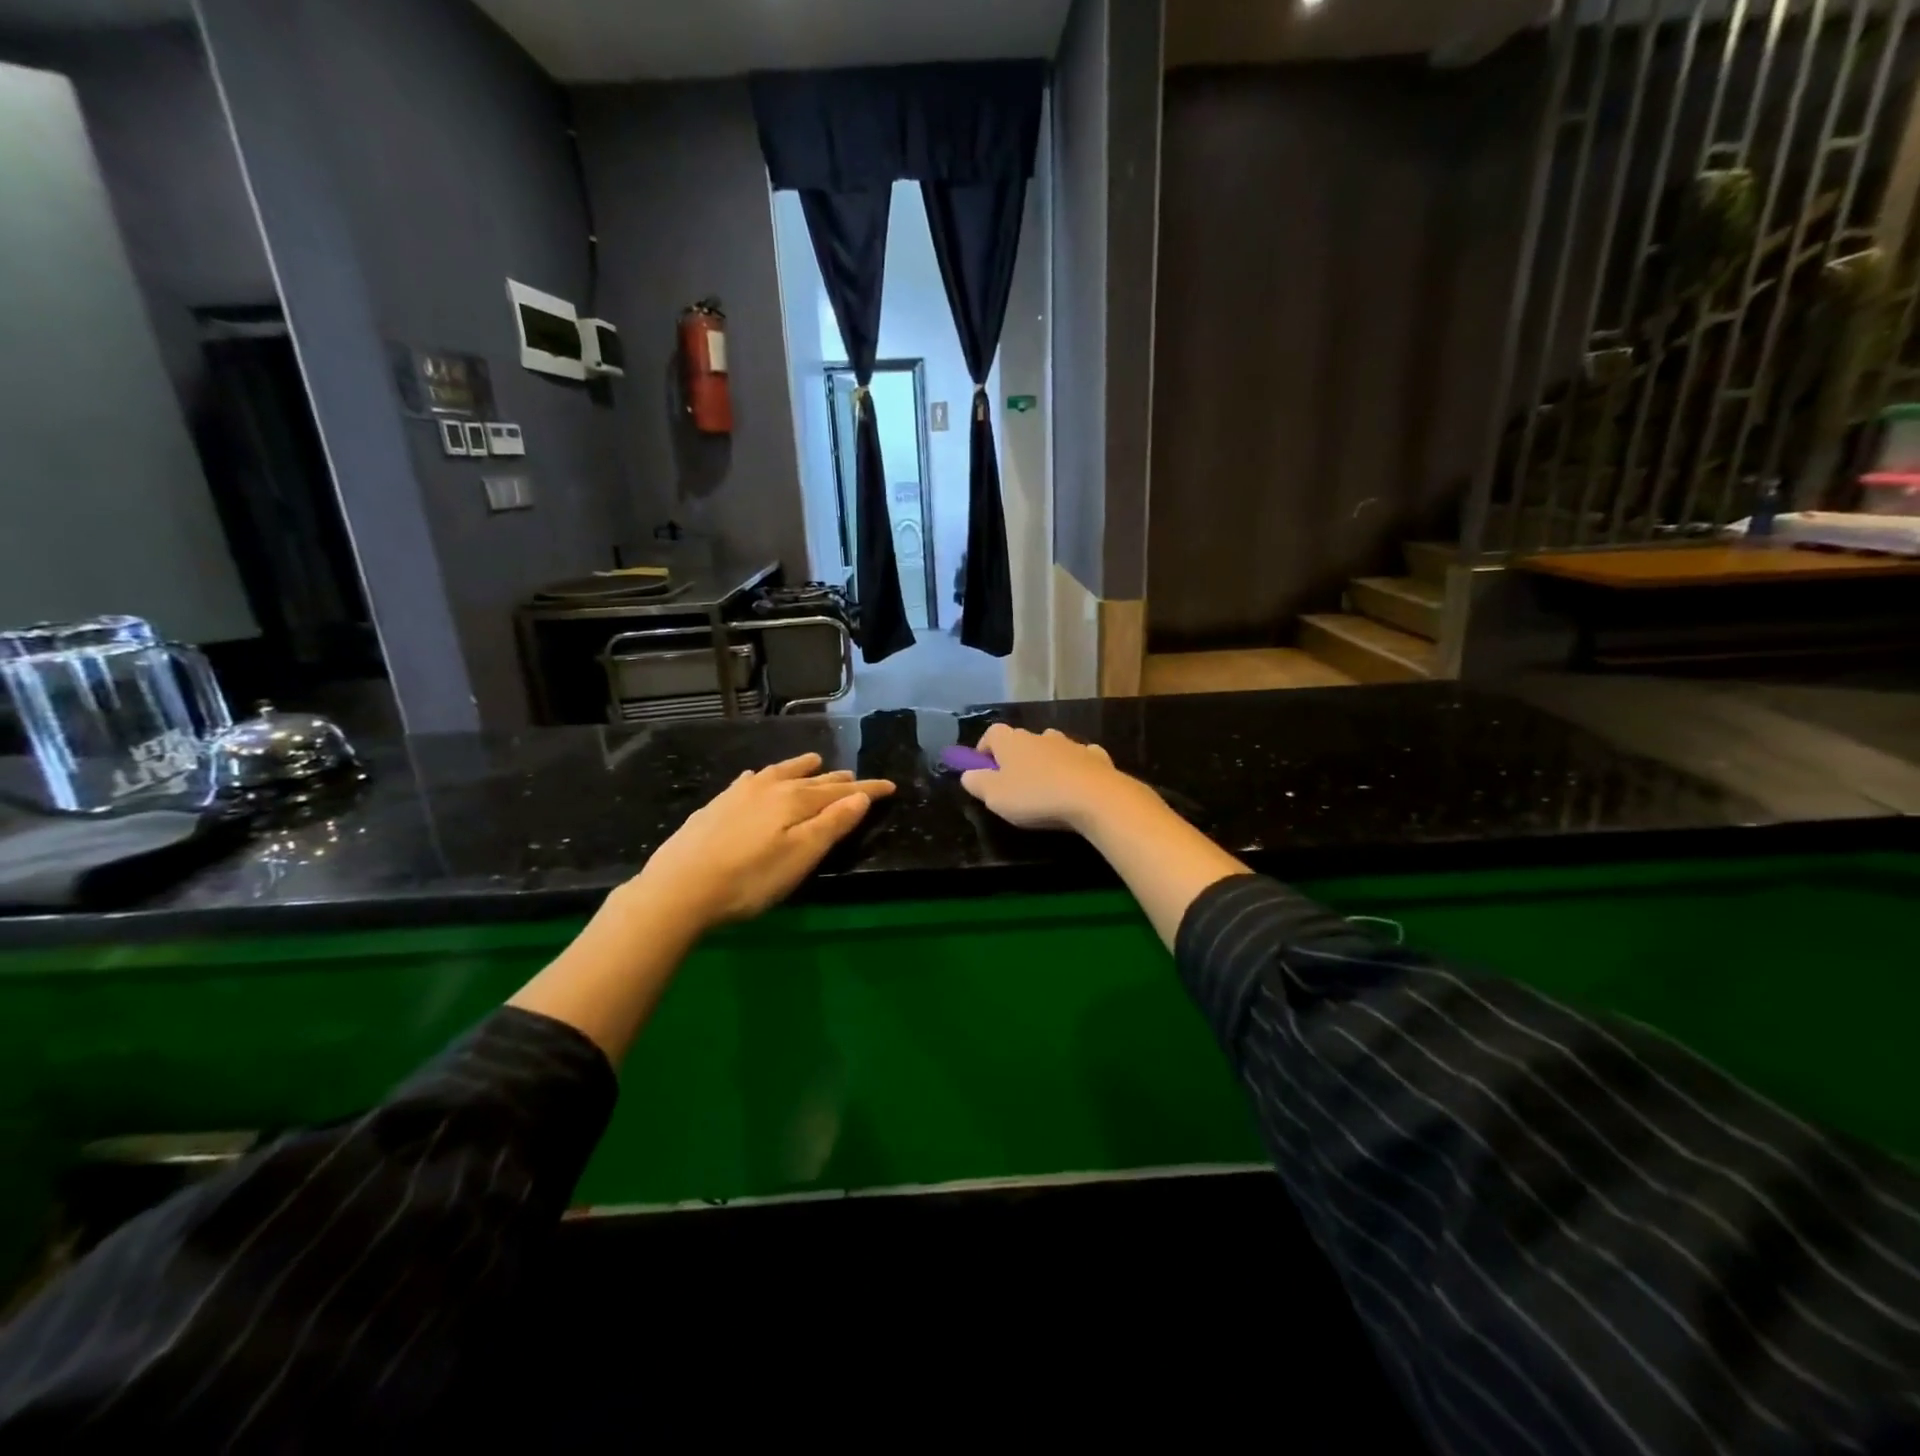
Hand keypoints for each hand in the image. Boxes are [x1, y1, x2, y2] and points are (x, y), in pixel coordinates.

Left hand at [633, 753, 894, 930]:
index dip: (866, 790)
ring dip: (801, 768)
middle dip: (837, 780)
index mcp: (795, 801)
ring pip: (780, 773)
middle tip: (855, 778)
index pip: (840, 792)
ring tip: (814, 762)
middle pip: (812, 781)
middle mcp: (770, 788)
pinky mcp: (716, 805)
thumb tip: (860, 796)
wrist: (678, 888)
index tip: (890, 786)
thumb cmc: (749, 879)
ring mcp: (739, 794)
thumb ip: (832, 824)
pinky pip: (751, 781)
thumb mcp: (800, 856)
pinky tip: (758, 778)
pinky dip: (766, 776)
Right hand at [958, 725, 1151, 833]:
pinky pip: (1079, 758)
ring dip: (1045, 762)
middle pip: (1022, 741)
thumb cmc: (1035, 796)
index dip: (984, 749)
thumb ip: (976, 783)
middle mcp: (1040, 735)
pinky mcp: (1096, 757)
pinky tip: (1075, 786)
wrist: (1093, 797)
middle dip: (1015, 758)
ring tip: (1045, 788)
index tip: (982, 769)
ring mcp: (1070, 744)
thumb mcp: (994, 796)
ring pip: (1051, 748)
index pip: (991, 733)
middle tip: (1013, 784)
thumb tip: (968, 774)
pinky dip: (1074, 768)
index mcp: (1011, 741)